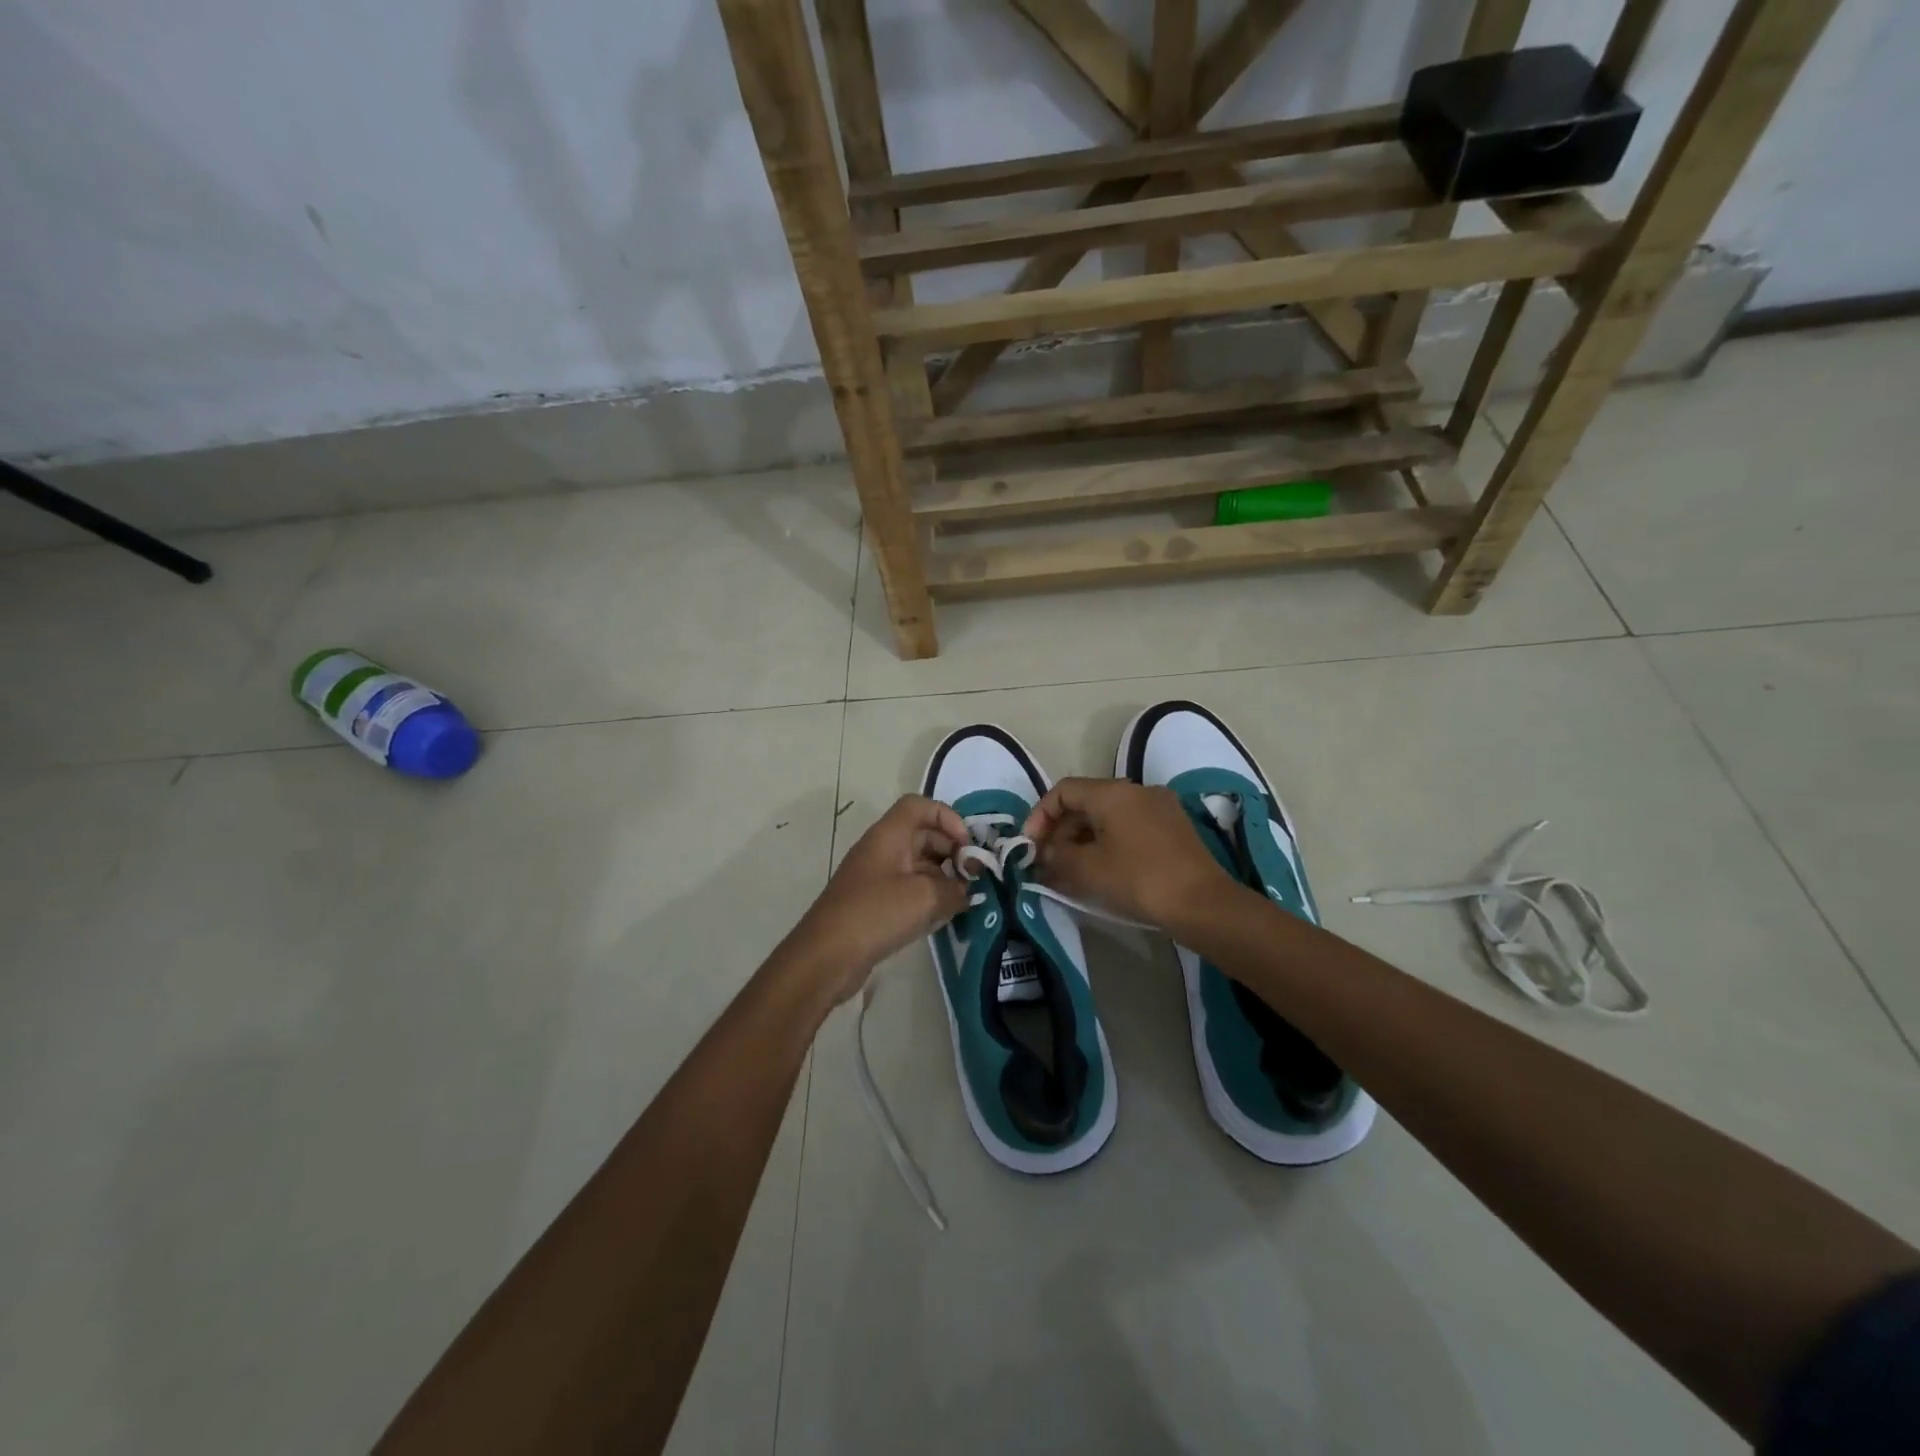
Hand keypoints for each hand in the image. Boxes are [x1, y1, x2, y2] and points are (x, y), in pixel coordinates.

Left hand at [784, 795, 971, 1003]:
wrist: (826, 957)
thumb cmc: (875, 914)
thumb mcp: (925, 897)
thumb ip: (954, 889)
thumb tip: (965, 891)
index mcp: (889, 835)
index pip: (920, 806)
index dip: (947, 817)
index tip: (966, 846)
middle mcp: (881, 849)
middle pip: (923, 835)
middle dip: (951, 851)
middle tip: (973, 878)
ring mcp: (876, 877)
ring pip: (917, 864)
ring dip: (943, 877)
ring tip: (963, 899)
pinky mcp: (874, 903)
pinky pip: (908, 889)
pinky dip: (928, 896)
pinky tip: (943, 916)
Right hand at [1023, 778, 1230, 929]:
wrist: (1203, 904)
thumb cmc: (1139, 879)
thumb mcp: (1088, 869)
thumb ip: (1057, 856)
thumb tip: (1045, 852)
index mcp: (1113, 792)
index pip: (1063, 791)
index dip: (1040, 815)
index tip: (1030, 846)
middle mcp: (1136, 791)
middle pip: (1086, 802)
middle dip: (1061, 832)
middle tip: (1047, 863)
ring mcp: (1159, 808)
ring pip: (1108, 817)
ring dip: (1083, 841)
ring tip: (1069, 873)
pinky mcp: (1173, 829)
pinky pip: (1128, 828)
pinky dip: (1108, 845)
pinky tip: (1101, 873)